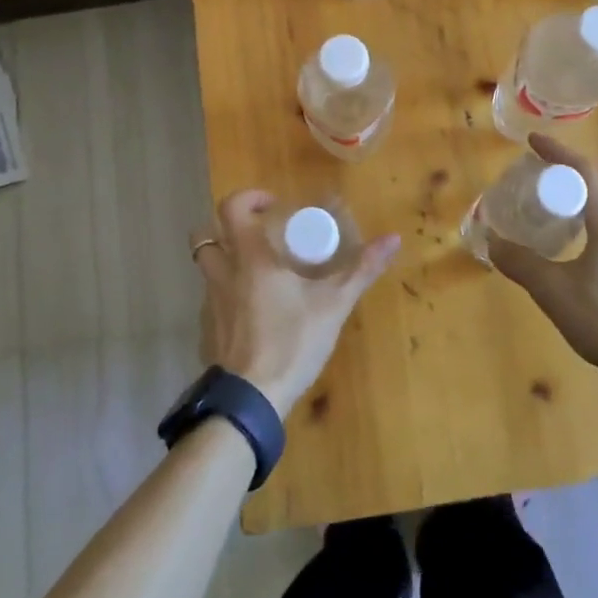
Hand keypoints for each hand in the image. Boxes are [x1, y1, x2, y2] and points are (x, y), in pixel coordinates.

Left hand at [190, 191, 400, 419]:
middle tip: (259, 236)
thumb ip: (362, 269)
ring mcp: (211, 303)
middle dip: (226, 228)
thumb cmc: (291, 342)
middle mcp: (223, 273)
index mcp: (249, 258)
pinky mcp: (210, 329)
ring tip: (256, 270)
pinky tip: (253, 309)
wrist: (252, 400)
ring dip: (224, 259)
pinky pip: (211, 297)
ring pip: (206, 267)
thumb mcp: (333, 304)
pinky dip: (226, 293)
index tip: (272, 206)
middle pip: (204, 235)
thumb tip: (393, 238)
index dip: (248, 198)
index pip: (231, 208)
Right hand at [486, 134, 597, 391]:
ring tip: (565, 211)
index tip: (534, 142)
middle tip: (548, 178)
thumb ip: (520, 263)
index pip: (585, 172)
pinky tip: (589, 250)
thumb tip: (492, 241)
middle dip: (577, 174)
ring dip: (593, 200)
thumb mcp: (553, 292)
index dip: (558, 152)